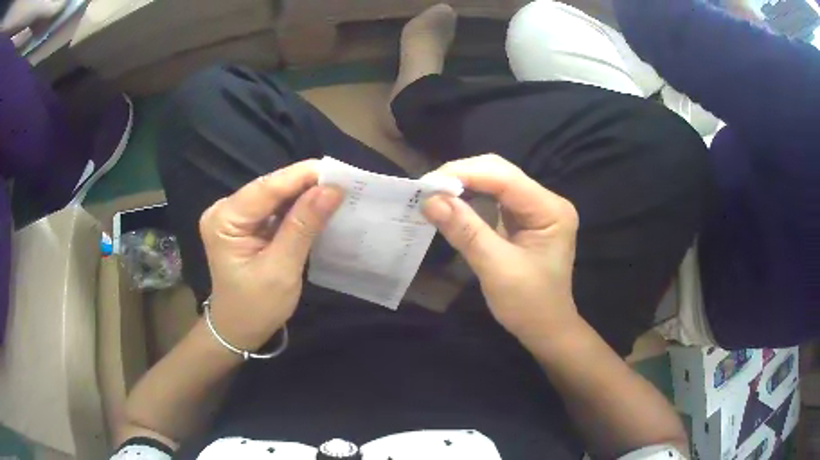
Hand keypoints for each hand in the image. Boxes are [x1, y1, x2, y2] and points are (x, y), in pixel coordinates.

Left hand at [198, 160, 343, 349]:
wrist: (239, 330)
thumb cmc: (256, 307)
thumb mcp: (281, 269)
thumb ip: (303, 226)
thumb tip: (331, 190)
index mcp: (224, 220)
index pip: (267, 188)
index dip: (303, 176)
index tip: (340, 172)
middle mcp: (224, 210)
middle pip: (270, 188)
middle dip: (306, 185)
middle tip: (345, 183)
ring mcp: (233, 216)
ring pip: (275, 196)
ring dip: (304, 195)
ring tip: (337, 192)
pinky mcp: (245, 224)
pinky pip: (274, 209)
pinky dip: (297, 208)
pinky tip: (318, 207)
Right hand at [422, 154, 580, 345]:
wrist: (546, 330)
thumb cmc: (528, 305)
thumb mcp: (496, 269)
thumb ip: (465, 231)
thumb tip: (429, 200)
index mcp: (550, 210)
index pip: (505, 177)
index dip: (465, 174)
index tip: (427, 184)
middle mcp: (546, 201)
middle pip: (500, 172)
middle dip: (462, 176)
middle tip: (427, 189)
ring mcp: (535, 209)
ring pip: (495, 182)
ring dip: (463, 185)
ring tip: (433, 194)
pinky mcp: (523, 219)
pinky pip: (493, 199)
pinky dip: (470, 199)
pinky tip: (451, 203)